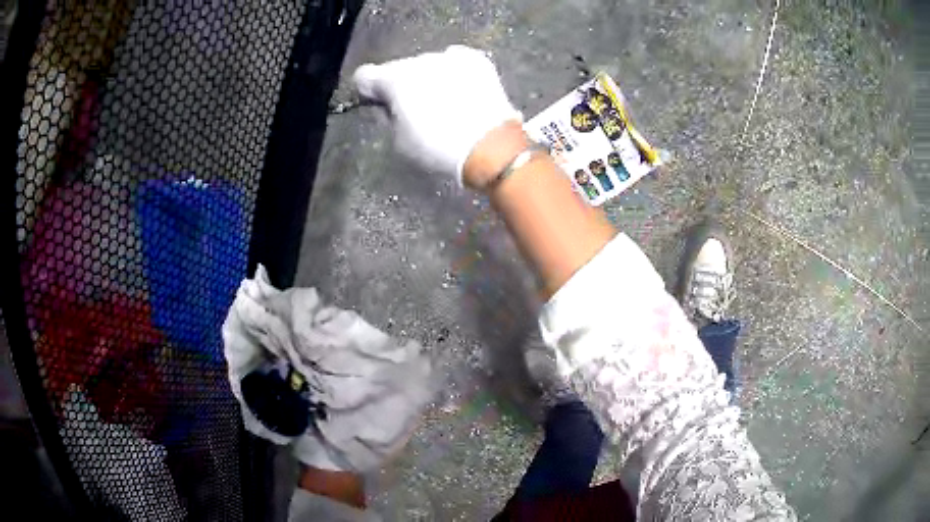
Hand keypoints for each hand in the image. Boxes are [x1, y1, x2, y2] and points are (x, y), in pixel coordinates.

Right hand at [353, 45, 522, 186]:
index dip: (368, 90)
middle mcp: (419, 60)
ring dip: (430, 78)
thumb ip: (387, 117)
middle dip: (403, 85)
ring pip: (429, 64)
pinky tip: (464, 93)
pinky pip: (456, 62)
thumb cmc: (438, 149)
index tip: (378, 102)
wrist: (490, 146)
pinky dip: (455, 73)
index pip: (364, 75)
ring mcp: (449, 57)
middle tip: (417, 110)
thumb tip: (388, 106)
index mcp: (394, 80)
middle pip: (400, 69)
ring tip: (446, 103)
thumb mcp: (399, 142)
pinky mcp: (476, 59)